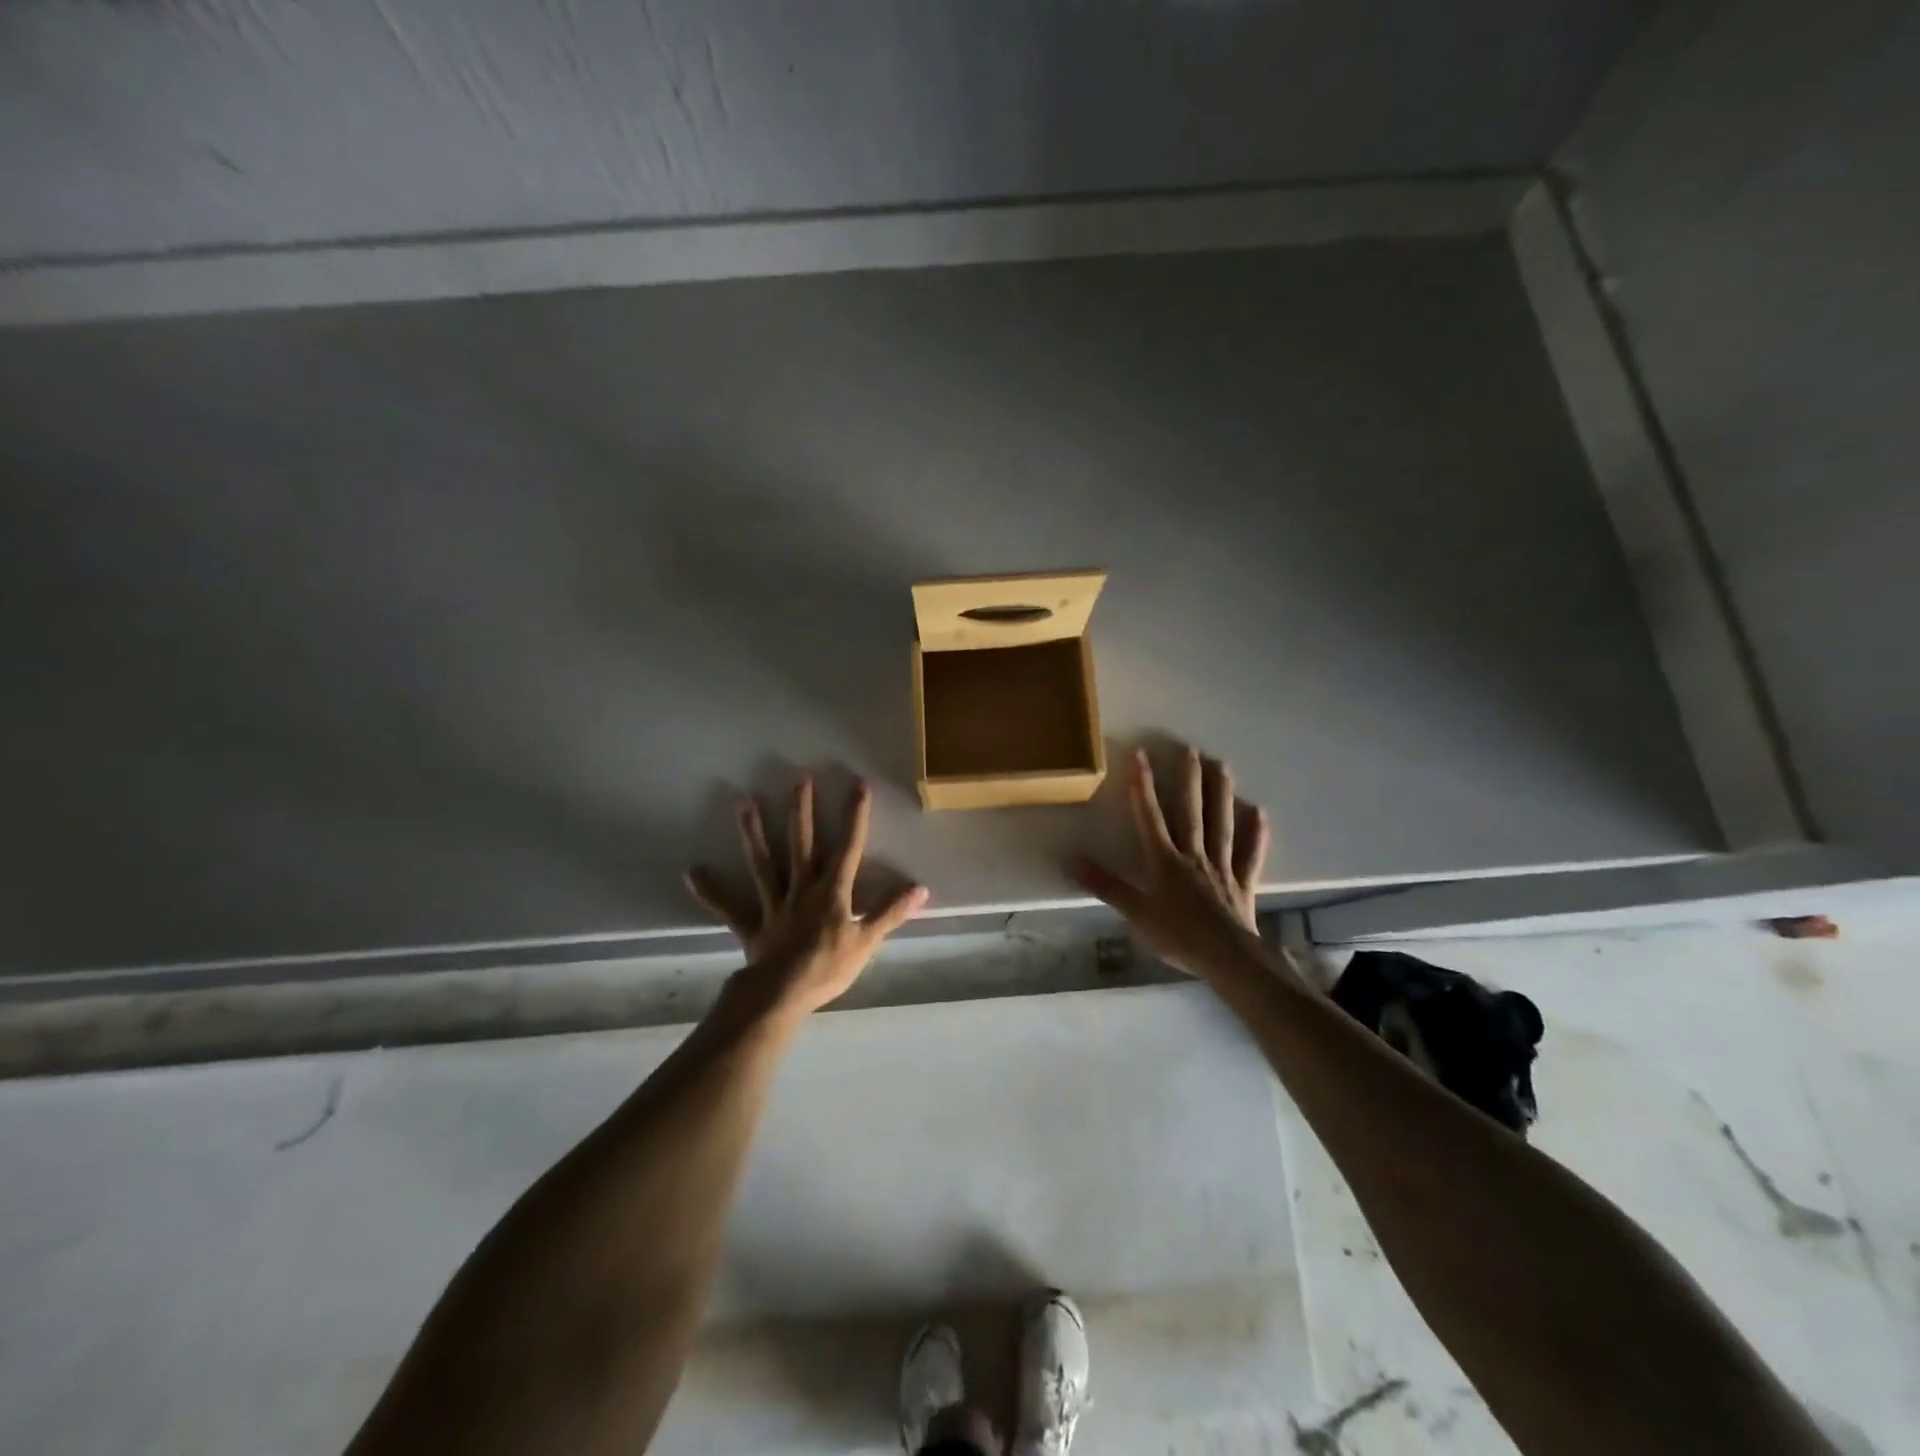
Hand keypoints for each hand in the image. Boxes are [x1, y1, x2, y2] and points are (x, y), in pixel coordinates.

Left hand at [685, 778, 928, 1014]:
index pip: (848, 847)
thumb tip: (921, 888)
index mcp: (832, 891)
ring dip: (754, 834)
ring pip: (763, 863)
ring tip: (743, 805)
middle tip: (798, 779)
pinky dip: (711, 891)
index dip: (855, 816)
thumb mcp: (867, 941)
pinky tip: (692, 873)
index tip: (859, 785)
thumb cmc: (828, 967)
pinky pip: (729, 906)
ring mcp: (773, 903)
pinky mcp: (752, 923)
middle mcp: (801, 887)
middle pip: (802, 843)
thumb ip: (891, 912)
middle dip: (802, 811)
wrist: (782, 993)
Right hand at [1071, 746, 1269, 979]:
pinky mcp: (1243, 883)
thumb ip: (1105, 886)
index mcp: (1164, 861)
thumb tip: (1070, 862)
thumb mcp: (1135, 913)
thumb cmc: (1178, 936)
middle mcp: (1193, 855)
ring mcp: (1222, 866)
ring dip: (1222, 794)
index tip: (1141, 754)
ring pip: (1222, 824)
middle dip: (1189, 779)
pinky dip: (1256, 834)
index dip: (1144, 785)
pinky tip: (1260, 812)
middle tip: (1191, 748)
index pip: (1150, 816)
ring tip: (1223, 765)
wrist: (1227, 958)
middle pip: (1191, 812)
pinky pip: (1251, 854)